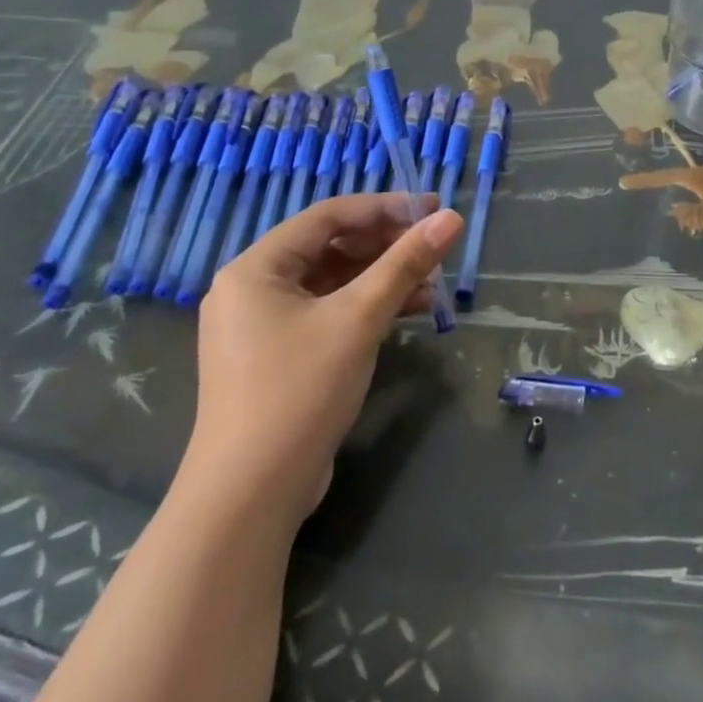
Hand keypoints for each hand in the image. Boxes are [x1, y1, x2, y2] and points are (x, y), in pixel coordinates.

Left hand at [182, 194, 463, 520]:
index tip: (432, 208)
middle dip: (386, 246)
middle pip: (330, 248)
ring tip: (433, 283)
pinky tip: (410, 311)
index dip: (384, 208)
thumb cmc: (299, 390)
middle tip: (435, 247)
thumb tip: (451, 219)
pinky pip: (328, 314)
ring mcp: (263, 326)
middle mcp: (253, 289)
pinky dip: (367, 308)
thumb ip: (405, 264)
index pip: (327, 217)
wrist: (250, 493)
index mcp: (256, 268)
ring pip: (333, 283)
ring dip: (382, 278)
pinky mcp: (278, 357)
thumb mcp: (359, 319)